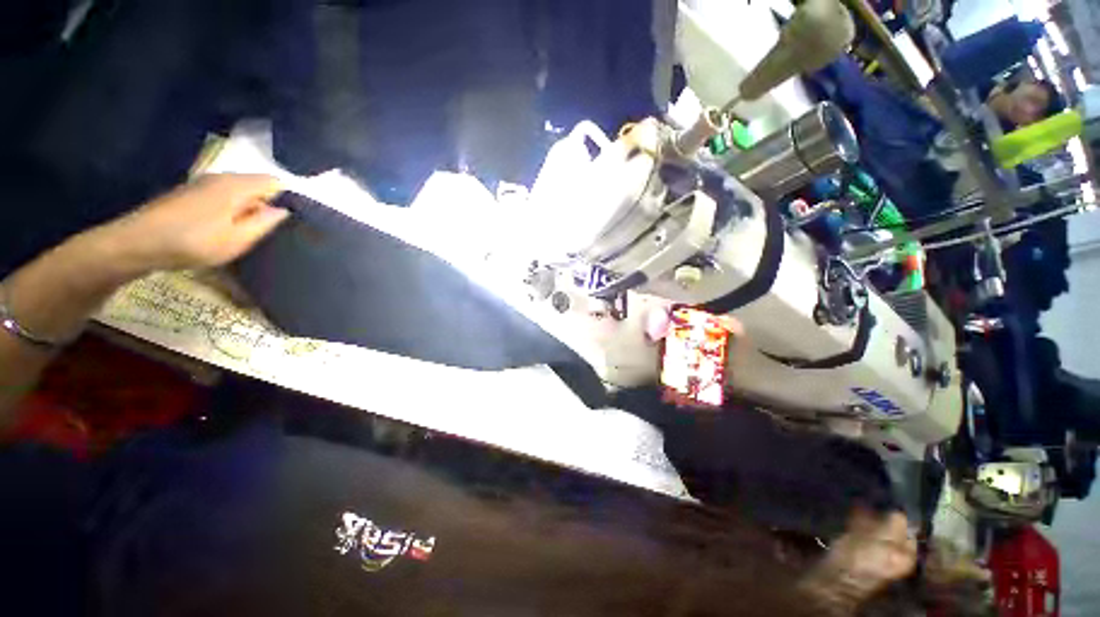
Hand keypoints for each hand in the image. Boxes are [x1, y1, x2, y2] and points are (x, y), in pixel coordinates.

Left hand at [106, 174, 287, 271]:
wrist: (137, 242)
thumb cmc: (193, 242)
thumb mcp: (237, 239)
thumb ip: (264, 222)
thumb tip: (283, 210)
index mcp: (236, 186)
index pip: (274, 182)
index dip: (287, 197)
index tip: (292, 218)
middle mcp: (221, 178)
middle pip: (256, 185)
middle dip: (268, 203)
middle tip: (272, 229)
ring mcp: (203, 183)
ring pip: (239, 191)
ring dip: (249, 207)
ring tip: (251, 230)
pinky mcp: (191, 193)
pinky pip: (223, 195)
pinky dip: (232, 208)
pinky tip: (227, 227)